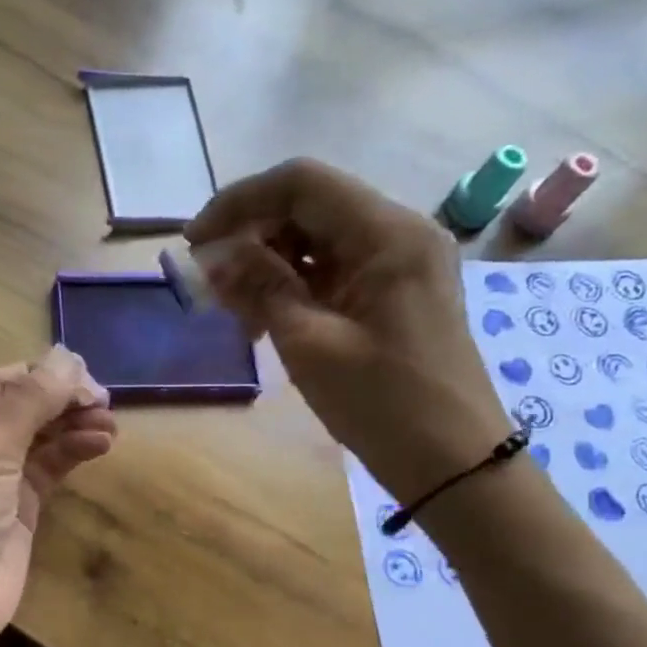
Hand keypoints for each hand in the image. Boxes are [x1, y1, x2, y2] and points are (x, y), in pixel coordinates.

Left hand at [0, 348, 115, 646]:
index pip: (0, 381)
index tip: (87, 379)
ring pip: (40, 437)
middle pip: (23, 406)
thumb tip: (67, 355)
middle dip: (63, 400)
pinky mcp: (18, 507)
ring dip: (74, 426)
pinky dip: (73, 454)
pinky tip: (100, 445)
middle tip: (105, 403)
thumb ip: (31, 401)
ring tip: (110, 426)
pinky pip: (49, 468)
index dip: (43, 375)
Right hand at [185, 158, 506, 502]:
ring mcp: (399, 263)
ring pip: (317, 239)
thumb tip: (212, 255)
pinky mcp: (393, 292)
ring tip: (236, 310)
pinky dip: (293, 286)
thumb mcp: (311, 345)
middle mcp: (398, 232)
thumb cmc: (382, 404)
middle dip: (252, 236)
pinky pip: (333, 270)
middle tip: (211, 283)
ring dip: (268, 264)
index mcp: (387, 234)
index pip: (301, 184)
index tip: (194, 243)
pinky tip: (266, 319)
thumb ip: (260, 289)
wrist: (451, 462)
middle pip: (309, 206)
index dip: (239, 203)